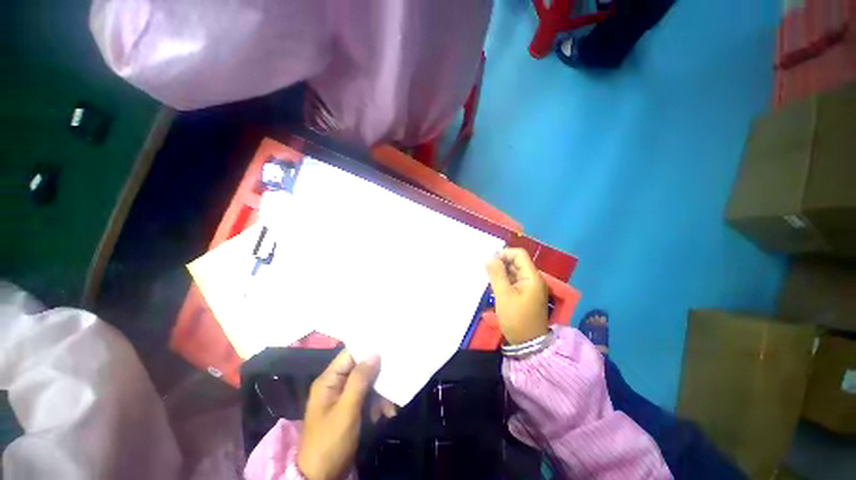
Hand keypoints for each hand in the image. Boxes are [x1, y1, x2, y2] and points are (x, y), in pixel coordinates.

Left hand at [297, 350, 380, 479]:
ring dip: (380, 393)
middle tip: (394, 379)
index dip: (368, 349)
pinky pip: (368, 398)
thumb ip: (360, 380)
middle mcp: (336, 384)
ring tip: (390, 406)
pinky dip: (377, 404)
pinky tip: (385, 414)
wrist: (322, 477)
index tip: (388, 346)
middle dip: (378, 376)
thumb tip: (375, 352)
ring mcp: (344, 397)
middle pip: (361, 368)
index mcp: (329, 380)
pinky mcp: (351, 409)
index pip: (350, 354)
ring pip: (367, 384)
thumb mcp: (346, 410)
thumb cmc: (330, 441)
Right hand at [485, 248, 548, 344]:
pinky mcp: (526, 294)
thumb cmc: (516, 318)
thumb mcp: (503, 295)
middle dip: (501, 263)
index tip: (489, 262)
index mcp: (532, 277)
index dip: (504, 254)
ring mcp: (530, 287)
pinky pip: (514, 281)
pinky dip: (505, 281)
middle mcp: (533, 278)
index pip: (519, 254)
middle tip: (487, 272)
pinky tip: (496, 287)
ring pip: (514, 271)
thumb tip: (489, 257)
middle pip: (517, 262)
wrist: (528, 344)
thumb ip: (496, 274)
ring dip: (501, 273)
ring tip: (490, 281)